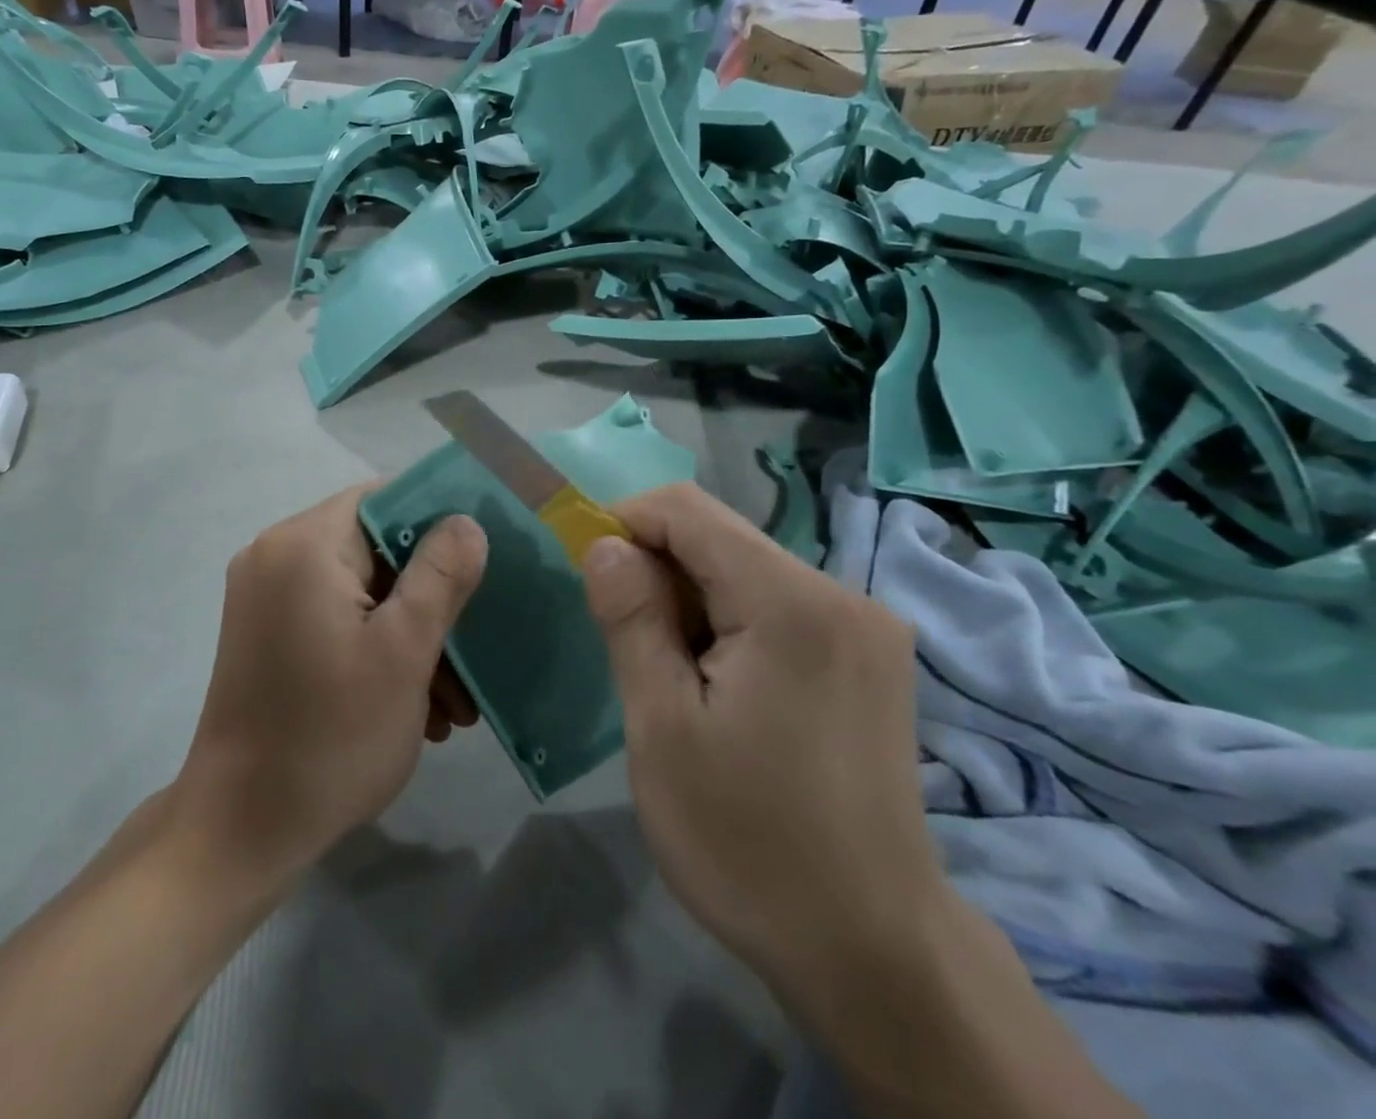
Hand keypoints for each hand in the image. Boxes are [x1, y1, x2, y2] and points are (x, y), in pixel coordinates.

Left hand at [175, 487, 487, 884]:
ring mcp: (264, 597)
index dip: (438, 523)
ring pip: (359, 591)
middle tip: (474, 649)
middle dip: (430, 600)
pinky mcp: (265, 635)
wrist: (241, 830)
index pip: (383, 499)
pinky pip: (333, 619)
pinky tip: (415, 704)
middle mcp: (275, 556)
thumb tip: (465, 522)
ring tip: (454, 701)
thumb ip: (441, 575)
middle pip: (373, 549)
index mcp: (304, 544)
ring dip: (409, 634)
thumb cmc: (330, 735)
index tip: (482, 562)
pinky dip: (374, 648)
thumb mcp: (404, 651)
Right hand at [580, 484, 949, 1007]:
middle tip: (627, 644)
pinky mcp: (871, 657)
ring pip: (746, 569)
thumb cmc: (749, 841)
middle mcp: (842, 594)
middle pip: (720, 537)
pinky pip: (779, 604)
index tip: (589, 577)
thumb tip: (604, 542)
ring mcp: (866, 627)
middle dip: (657, 570)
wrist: (875, 954)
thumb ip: (631, 618)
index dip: (624, 523)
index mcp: (792, 603)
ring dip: (691, 600)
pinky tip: (721, 687)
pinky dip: (730, 622)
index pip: (687, 510)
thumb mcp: (662, 728)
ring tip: (673, 677)